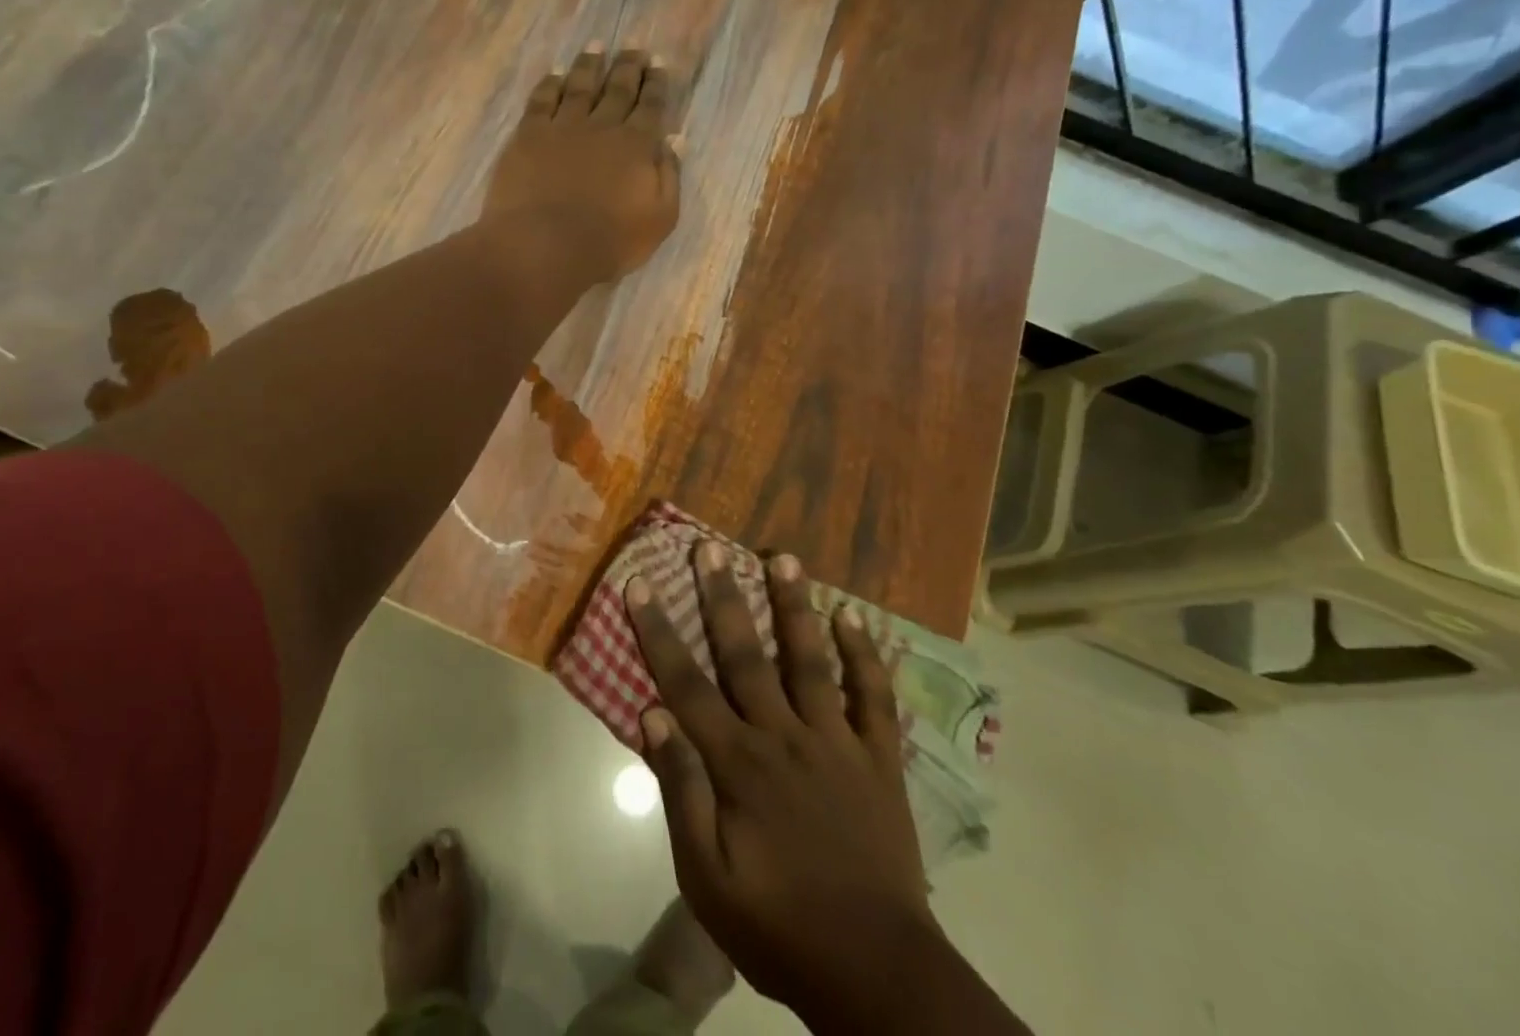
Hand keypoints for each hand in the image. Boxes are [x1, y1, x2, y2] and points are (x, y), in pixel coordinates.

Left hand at [482, 47, 679, 280]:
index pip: (651, 106)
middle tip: (634, 45)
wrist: (547, 245)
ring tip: (595, 46)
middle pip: (618, 88)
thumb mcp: (659, 218)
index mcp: (637, 145)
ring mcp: (563, 127)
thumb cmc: (610, 241)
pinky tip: (554, 74)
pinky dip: (549, 84)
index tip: (659, 62)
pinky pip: (541, 101)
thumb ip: (669, 176)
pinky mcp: (529, 136)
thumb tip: (674, 140)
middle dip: (628, 66)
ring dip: (589, 65)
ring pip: (579, 86)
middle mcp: (602, 127)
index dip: (656, 84)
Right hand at [626, 541, 950, 1034]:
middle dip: (723, 597)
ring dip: (795, 606)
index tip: (641, 584)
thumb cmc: (778, 925)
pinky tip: (854, 616)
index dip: (659, 631)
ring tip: (784, 557)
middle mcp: (784, 735)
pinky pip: (873, 696)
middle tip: (710, 547)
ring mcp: (836, 741)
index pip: (687, 683)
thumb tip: (651, 715)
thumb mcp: (706, 877)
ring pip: (811, 659)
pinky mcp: (878, 757)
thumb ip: (680, 791)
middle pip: (746, 654)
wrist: (874, 970)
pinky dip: (865, 654)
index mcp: (738, 763)